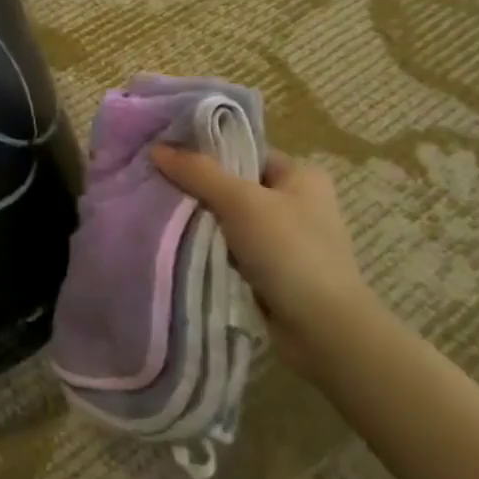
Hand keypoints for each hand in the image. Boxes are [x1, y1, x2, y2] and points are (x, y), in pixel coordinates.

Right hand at [149, 145, 372, 375]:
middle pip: (233, 184)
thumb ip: (198, 172)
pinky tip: (178, 243)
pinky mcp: (272, 270)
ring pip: (228, 218)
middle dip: (197, 187)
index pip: (244, 151)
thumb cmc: (290, 251)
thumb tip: (156, 149)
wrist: (323, 330)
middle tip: (156, 183)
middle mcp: (296, 202)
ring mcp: (284, 238)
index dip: (206, 151)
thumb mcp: (240, 202)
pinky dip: (209, 247)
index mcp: (301, 175)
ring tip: (159, 211)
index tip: (165, 154)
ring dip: (200, 220)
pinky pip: (230, 247)